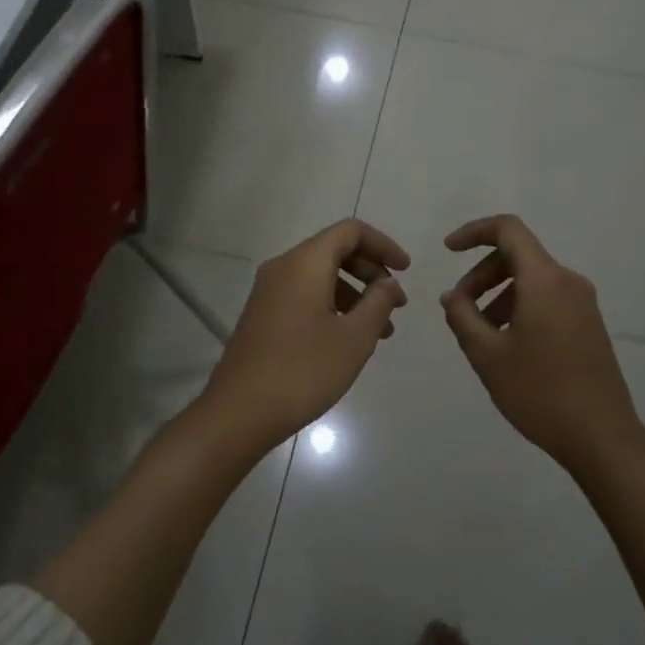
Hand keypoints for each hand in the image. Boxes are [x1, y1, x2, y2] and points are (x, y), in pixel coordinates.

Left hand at [201, 219, 410, 450]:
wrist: (239, 413)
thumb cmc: (304, 370)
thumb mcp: (355, 337)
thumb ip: (379, 303)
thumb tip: (389, 283)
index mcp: (305, 263)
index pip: (350, 231)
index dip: (383, 245)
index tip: (405, 271)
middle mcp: (283, 267)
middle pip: (335, 251)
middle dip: (371, 272)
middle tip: (396, 303)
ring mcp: (269, 292)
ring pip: (320, 276)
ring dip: (355, 294)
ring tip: (380, 331)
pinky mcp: (263, 315)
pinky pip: (305, 295)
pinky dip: (333, 306)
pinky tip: (348, 340)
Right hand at [440, 215, 644, 472]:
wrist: (602, 437)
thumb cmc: (540, 392)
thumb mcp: (487, 355)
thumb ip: (462, 316)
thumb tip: (452, 295)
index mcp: (544, 280)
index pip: (508, 230)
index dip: (474, 231)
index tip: (448, 250)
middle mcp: (568, 281)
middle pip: (518, 256)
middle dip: (482, 274)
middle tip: (460, 308)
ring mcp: (583, 303)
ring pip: (532, 280)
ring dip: (499, 295)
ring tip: (480, 334)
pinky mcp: (589, 324)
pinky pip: (548, 299)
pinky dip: (520, 307)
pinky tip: (507, 345)